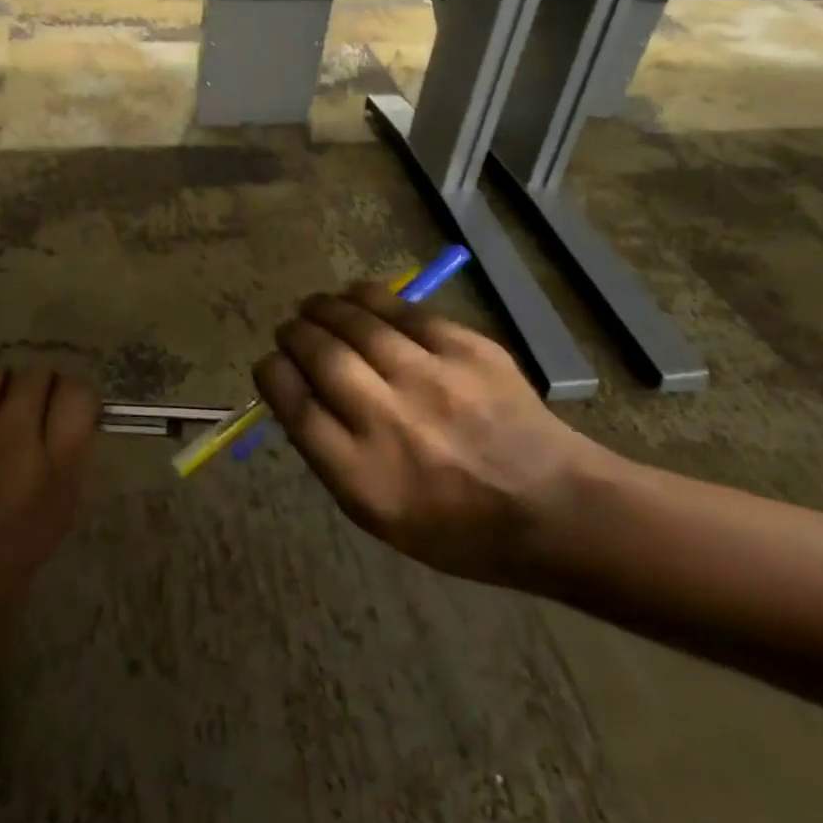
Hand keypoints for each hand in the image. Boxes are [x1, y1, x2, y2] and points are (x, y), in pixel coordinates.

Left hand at [0, 366, 99, 632]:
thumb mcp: (41, 536)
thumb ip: (58, 476)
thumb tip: (58, 436)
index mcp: (55, 471)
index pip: (80, 394)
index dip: (72, 399)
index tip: (61, 415)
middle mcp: (16, 433)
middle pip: (39, 374)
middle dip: (34, 391)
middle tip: (18, 419)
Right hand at [253, 285, 608, 588]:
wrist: (553, 506)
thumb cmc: (458, 526)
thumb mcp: (379, 514)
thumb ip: (332, 455)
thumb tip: (299, 393)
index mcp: (363, 476)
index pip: (295, 406)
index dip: (272, 374)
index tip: (269, 364)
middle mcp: (391, 421)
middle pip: (320, 356)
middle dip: (293, 334)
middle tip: (290, 330)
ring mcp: (432, 378)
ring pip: (356, 322)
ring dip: (324, 308)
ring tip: (315, 307)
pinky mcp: (465, 348)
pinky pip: (402, 310)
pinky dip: (369, 298)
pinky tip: (357, 296)